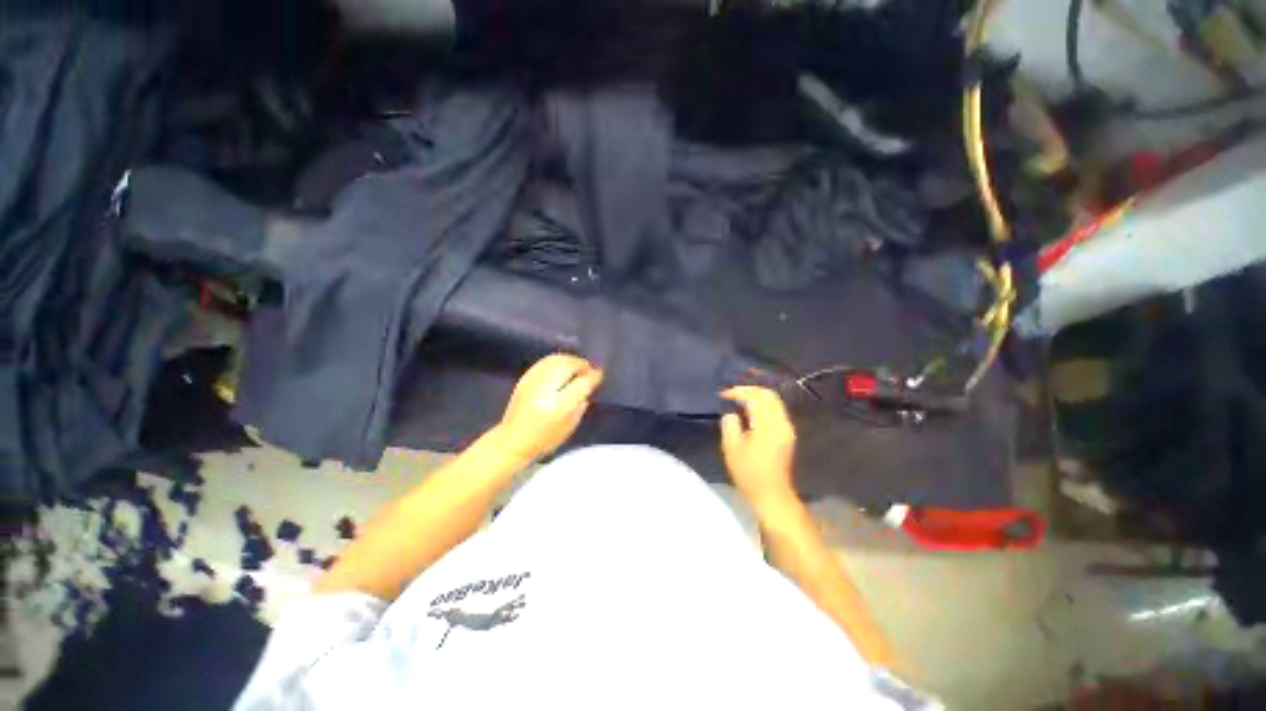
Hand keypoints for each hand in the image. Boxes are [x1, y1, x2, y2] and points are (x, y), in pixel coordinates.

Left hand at [493, 354, 602, 463]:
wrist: (513, 441)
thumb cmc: (545, 439)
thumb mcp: (570, 426)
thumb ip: (581, 403)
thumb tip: (588, 385)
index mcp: (560, 405)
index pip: (582, 382)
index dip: (593, 376)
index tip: (599, 374)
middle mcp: (546, 389)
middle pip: (570, 365)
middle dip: (582, 365)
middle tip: (589, 370)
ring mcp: (533, 381)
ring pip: (557, 359)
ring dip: (571, 360)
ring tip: (577, 367)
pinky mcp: (525, 378)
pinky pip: (545, 362)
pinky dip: (557, 360)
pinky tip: (563, 366)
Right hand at [720, 386, 797, 506]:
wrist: (772, 494)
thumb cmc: (749, 473)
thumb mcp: (731, 449)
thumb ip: (730, 425)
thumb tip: (731, 414)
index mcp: (767, 426)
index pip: (754, 398)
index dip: (738, 392)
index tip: (723, 394)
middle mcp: (781, 422)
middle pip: (768, 395)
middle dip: (749, 389)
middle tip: (732, 392)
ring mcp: (787, 428)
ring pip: (774, 401)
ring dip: (757, 396)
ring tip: (739, 399)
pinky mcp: (787, 433)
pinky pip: (776, 410)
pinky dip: (762, 404)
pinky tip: (749, 410)